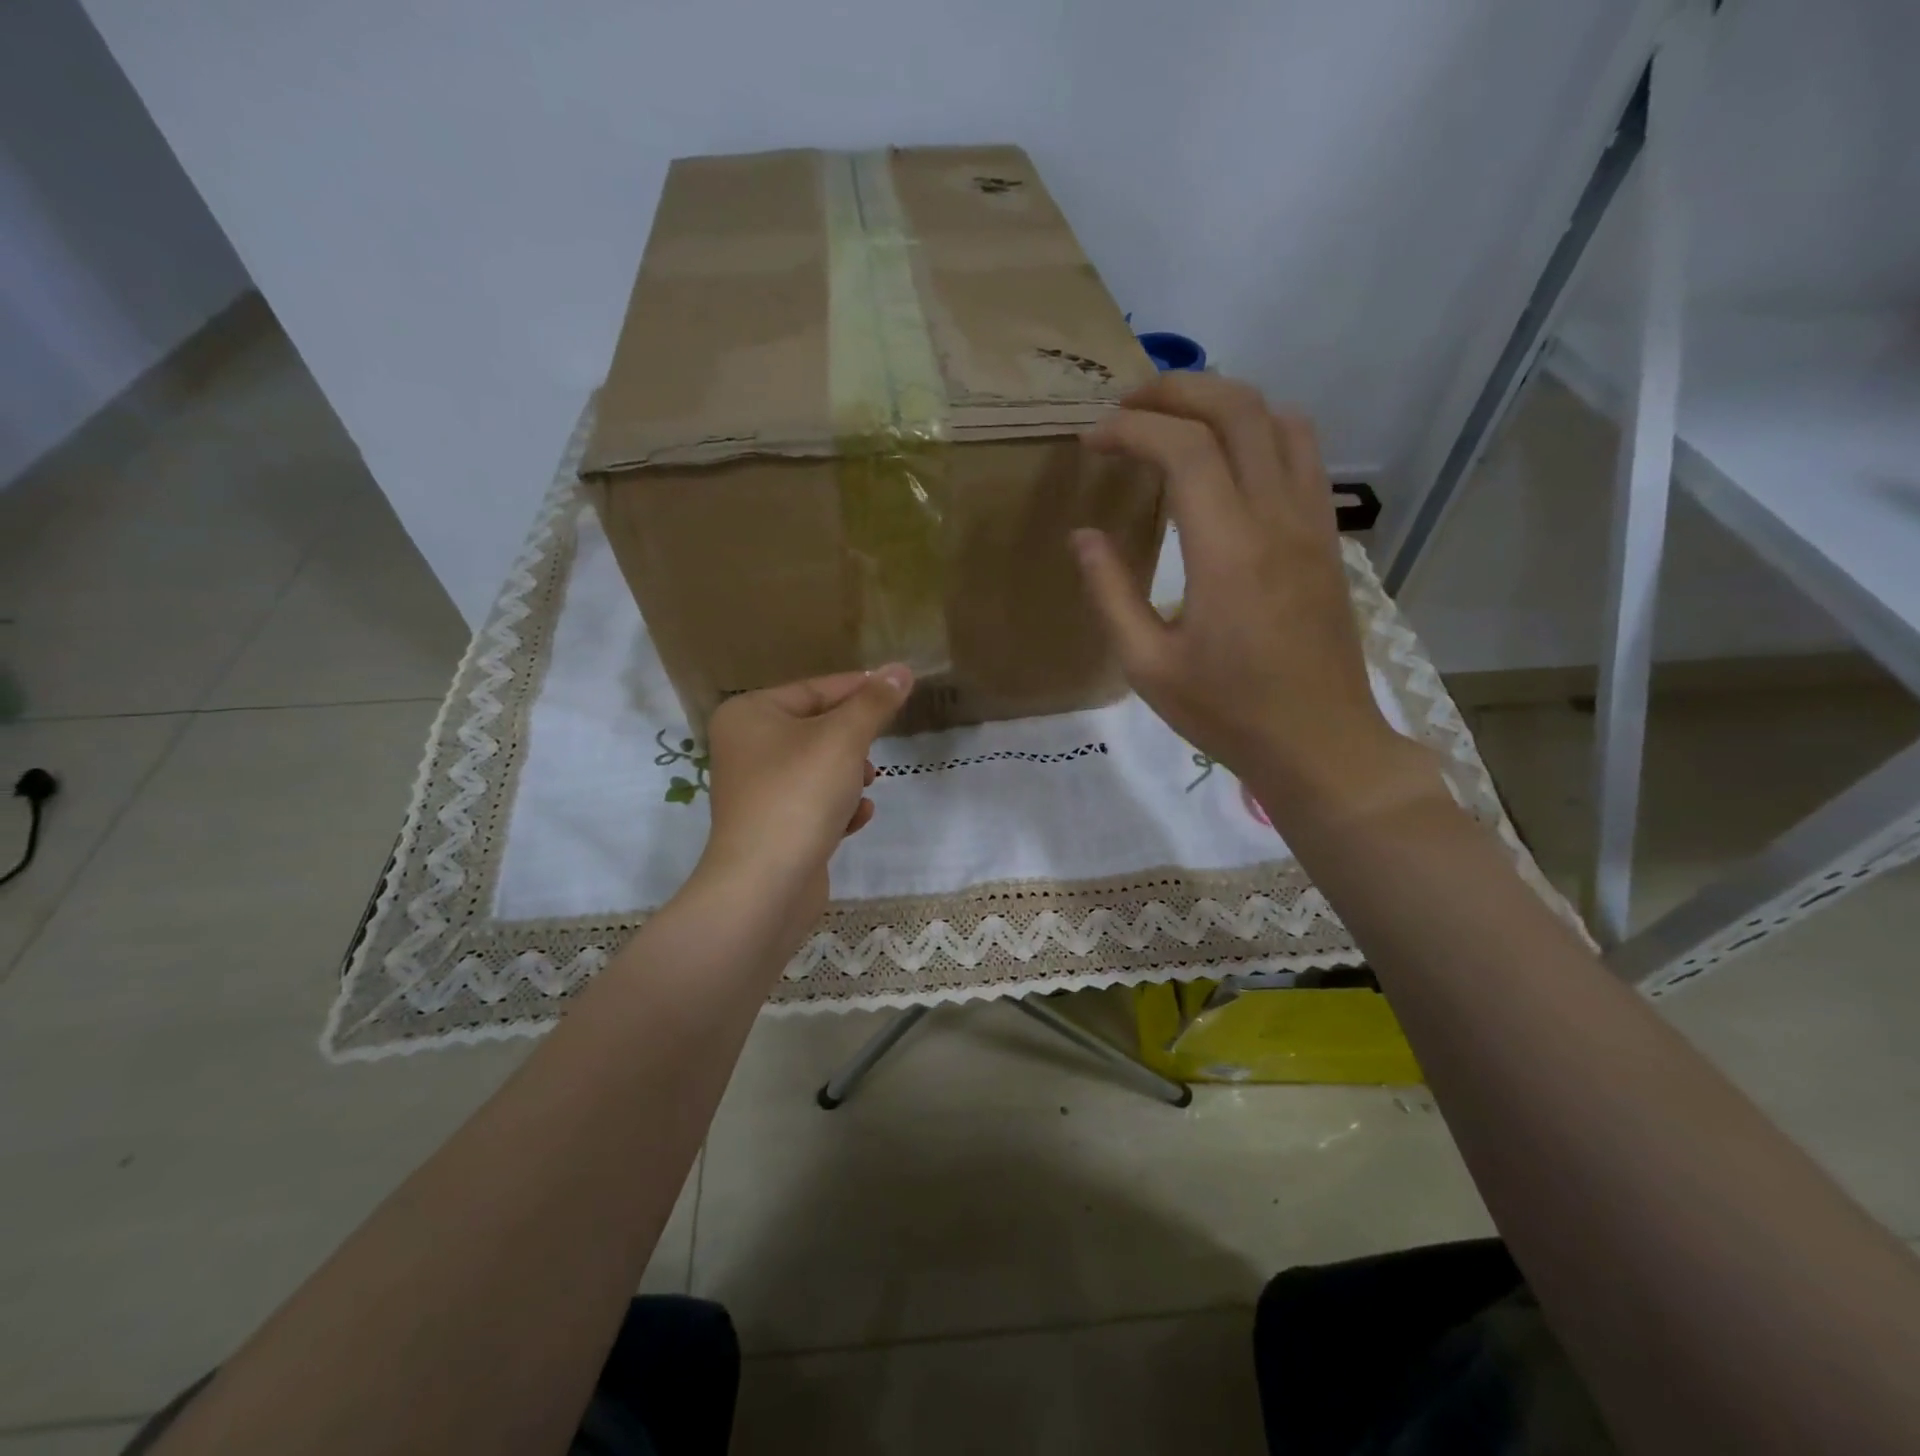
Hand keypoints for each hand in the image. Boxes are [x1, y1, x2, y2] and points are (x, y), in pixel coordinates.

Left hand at [696, 665, 912, 931]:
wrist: (765, 885)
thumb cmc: (799, 794)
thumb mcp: (844, 738)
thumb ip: (874, 702)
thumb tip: (901, 669)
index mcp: (750, 715)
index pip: (814, 689)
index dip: (860, 688)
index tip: (899, 689)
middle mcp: (746, 747)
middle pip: (817, 729)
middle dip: (853, 742)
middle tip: (875, 751)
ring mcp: (757, 790)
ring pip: (819, 767)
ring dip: (849, 776)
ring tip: (864, 786)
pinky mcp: (773, 827)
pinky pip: (813, 804)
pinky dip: (838, 807)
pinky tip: (857, 817)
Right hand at [1072, 374, 1437, 823]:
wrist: (1320, 744)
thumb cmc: (1227, 713)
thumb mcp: (1148, 666)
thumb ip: (1111, 593)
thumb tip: (1084, 535)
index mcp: (1227, 550)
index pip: (1182, 448)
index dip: (1131, 429)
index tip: (1091, 440)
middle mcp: (1277, 517)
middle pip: (1237, 409)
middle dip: (1176, 390)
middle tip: (1126, 407)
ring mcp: (1312, 522)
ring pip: (1279, 419)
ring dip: (1223, 402)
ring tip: (1175, 421)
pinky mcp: (1328, 537)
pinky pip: (1302, 454)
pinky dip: (1260, 431)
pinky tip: (1227, 459)